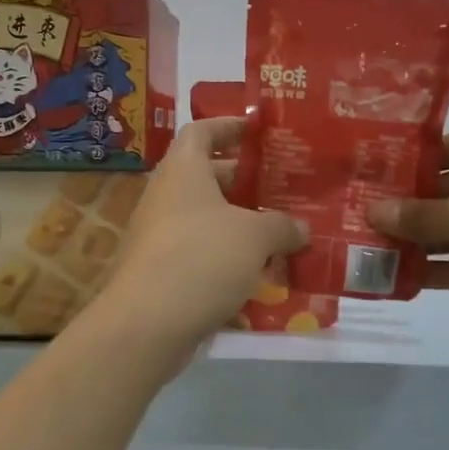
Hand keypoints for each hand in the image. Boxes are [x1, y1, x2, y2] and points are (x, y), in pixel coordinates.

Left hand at [103, 118, 306, 349]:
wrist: (146, 324)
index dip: (228, 126)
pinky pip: (201, 254)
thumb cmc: (201, 258)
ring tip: (281, 234)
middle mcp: (167, 197)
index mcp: (183, 171)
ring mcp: (160, 236)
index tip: (257, 130)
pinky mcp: (162, 272)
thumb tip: (301, 228)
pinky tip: (260, 276)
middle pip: (207, 177)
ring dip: (240, 225)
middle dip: (245, 182)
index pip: (201, 131)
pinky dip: (228, 259)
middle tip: (283, 189)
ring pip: (207, 220)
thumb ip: (282, 226)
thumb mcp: (254, 237)